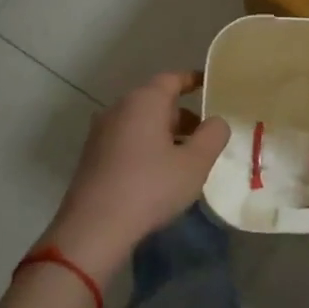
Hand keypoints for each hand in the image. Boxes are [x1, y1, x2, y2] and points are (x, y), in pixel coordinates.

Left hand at [39, 72, 229, 283]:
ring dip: (165, 134)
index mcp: (144, 101)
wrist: (94, 229)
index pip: (172, 79)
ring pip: (141, 123)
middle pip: (156, 101)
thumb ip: (213, 135)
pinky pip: (128, 141)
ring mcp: (101, 133)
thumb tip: (215, 122)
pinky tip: (159, 174)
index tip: (210, 85)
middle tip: (205, 134)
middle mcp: (119, 109)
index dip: (193, 80)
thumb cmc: (150, 187)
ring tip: (186, 158)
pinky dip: (147, 147)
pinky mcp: (92, 158)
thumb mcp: (196, 162)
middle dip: (183, 114)